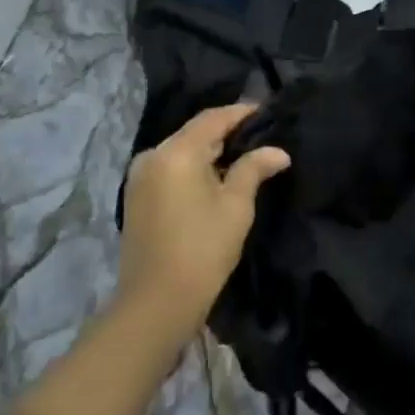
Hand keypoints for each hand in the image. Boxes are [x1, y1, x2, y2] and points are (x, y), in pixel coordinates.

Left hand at [118, 103, 290, 332]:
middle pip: (194, 133)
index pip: (213, 119)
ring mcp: (139, 177)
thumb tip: (278, 151)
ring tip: (243, 157)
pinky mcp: (137, 197)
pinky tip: (215, 178)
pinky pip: (170, 169)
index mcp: (175, 152)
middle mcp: (151, 156)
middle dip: (227, 133)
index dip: (242, 112)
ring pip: (181, 151)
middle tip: (261, 135)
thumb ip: (254, 169)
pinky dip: (193, 168)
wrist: (156, 302)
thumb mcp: (235, 206)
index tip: (268, 111)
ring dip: (210, 152)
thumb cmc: (203, 249)